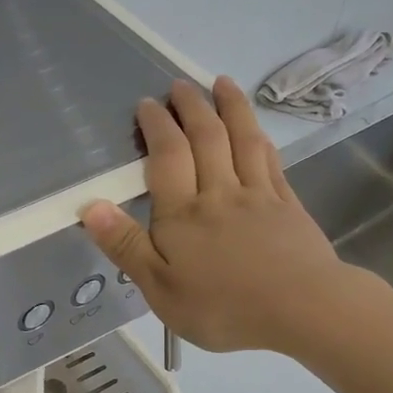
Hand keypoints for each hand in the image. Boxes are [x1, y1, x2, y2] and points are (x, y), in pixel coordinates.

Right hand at [82, 77, 350, 355]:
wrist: (301, 309)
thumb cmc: (222, 307)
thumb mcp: (160, 288)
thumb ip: (126, 246)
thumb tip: (92, 206)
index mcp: (183, 213)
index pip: (167, 156)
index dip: (157, 126)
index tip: (148, 104)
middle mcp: (219, 192)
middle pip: (205, 137)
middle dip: (191, 107)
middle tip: (180, 85)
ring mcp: (258, 195)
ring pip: (242, 140)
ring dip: (231, 107)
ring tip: (222, 83)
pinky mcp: (288, 205)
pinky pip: (271, 161)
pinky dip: (260, 139)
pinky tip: (257, 131)